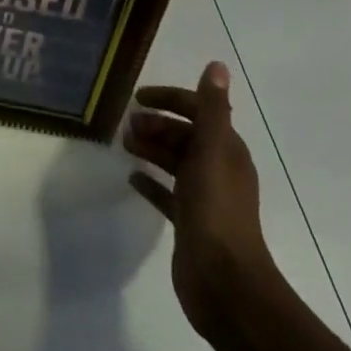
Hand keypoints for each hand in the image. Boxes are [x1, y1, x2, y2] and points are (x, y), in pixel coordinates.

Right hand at [125, 61, 273, 343]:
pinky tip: (131, 177)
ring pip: (174, 162)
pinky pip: (167, 193)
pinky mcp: (189, 223)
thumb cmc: (216, 212)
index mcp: (226, 150)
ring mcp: (204, 198)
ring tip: (124, 143)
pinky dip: (151, 181)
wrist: (225, 284)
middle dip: (156, 124)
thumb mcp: (212, 153)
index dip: (170, 99)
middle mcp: (218, 169)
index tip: (137, 97)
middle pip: (184, 135)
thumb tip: (217, 65)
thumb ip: (212, 109)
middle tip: (125, 125)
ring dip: (151, 148)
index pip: (198, 110)